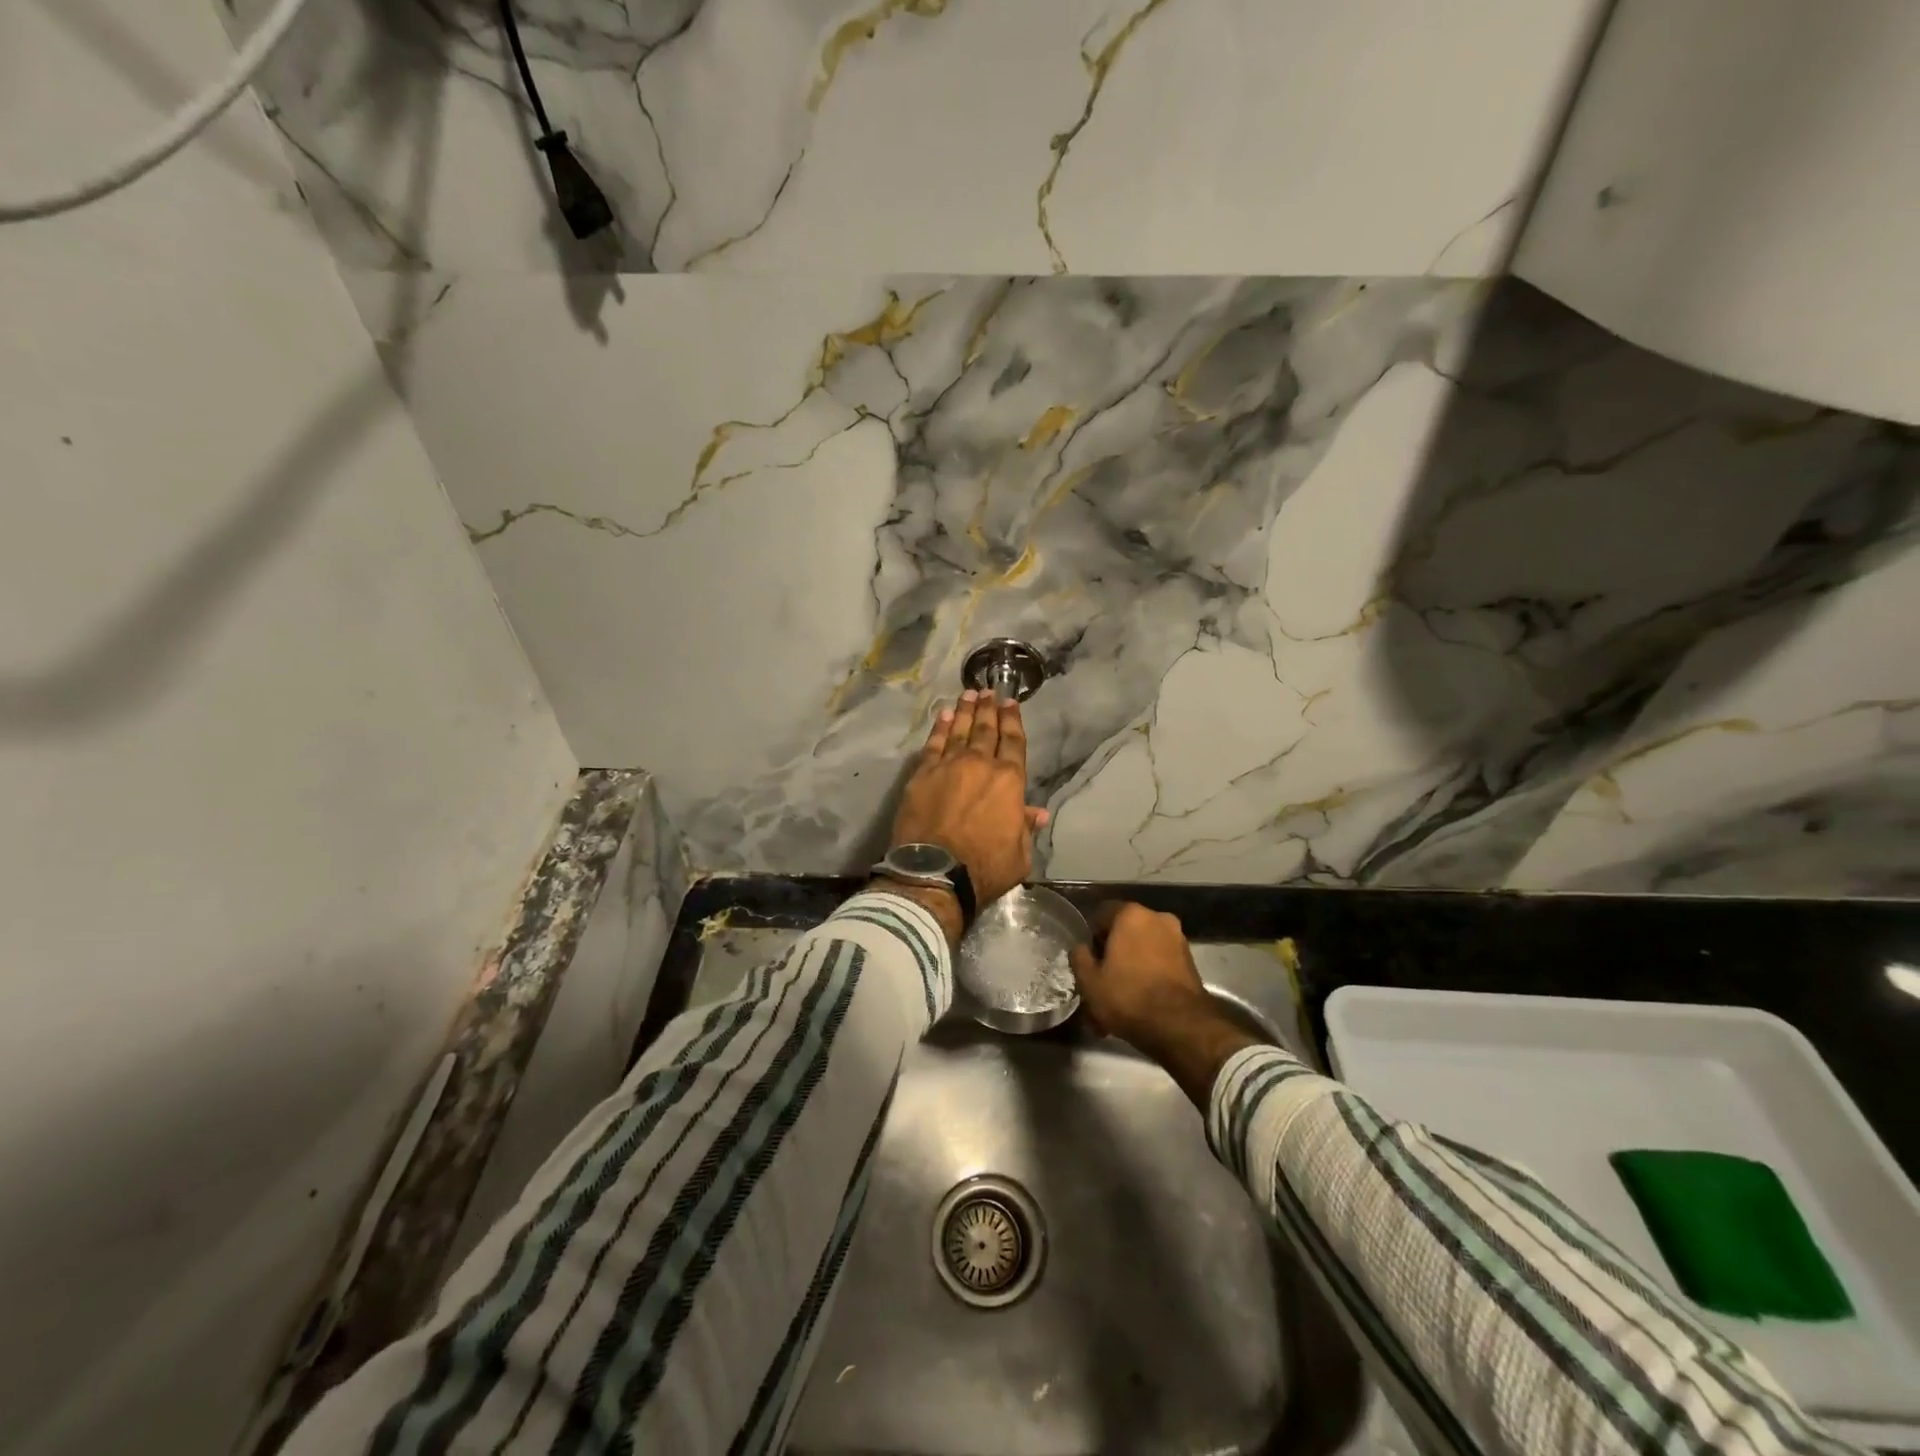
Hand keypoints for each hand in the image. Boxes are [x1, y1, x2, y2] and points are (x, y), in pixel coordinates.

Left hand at [890, 690, 1048, 910]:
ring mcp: (948, 766)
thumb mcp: (1019, 855)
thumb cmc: (984, 867)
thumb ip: (1025, 828)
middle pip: (986, 730)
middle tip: (988, 691)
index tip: (1010, 702)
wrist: (935, 872)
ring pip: (960, 731)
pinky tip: (944, 716)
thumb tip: (1036, 813)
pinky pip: (933, 744)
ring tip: (968, 694)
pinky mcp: (922, 774)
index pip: (1013, 742)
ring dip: (966, 711)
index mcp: (1009, 781)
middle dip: (989, 708)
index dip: (1013, 720)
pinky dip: (940, 728)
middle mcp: (980, 765)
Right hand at [1068, 903, 1209, 1051]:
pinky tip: (1138, 1004)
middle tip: (1101, 982)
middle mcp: (1157, 918)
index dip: (1091, 937)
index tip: (1088, 960)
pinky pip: (1159, 964)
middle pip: (1125, 933)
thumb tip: (1080, 948)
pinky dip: (1148, 978)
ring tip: (1119, 1000)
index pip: (1102, 914)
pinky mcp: (1190, 962)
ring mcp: (1177, 939)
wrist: (1180, 1026)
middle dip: (1113, 956)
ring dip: (1130, 970)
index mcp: (1131, 914)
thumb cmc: (1128, 996)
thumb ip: (1079, 958)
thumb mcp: (1090, 982)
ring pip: (1143, 951)